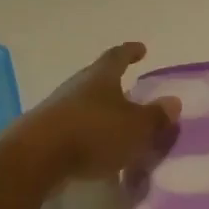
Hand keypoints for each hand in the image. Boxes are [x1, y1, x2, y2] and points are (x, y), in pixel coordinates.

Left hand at [21, 42, 180, 181]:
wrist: (35, 159)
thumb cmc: (92, 133)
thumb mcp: (135, 127)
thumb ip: (156, 116)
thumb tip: (173, 102)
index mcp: (100, 77)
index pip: (117, 56)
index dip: (130, 52)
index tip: (141, 49)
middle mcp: (77, 87)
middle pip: (98, 80)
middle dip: (115, 86)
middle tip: (132, 94)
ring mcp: (57, 109)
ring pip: (85, 105)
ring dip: (101, 113)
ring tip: (118, 127)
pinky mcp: (44, 134)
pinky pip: (74, 129)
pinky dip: (88, 136)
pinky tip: (97, 151)